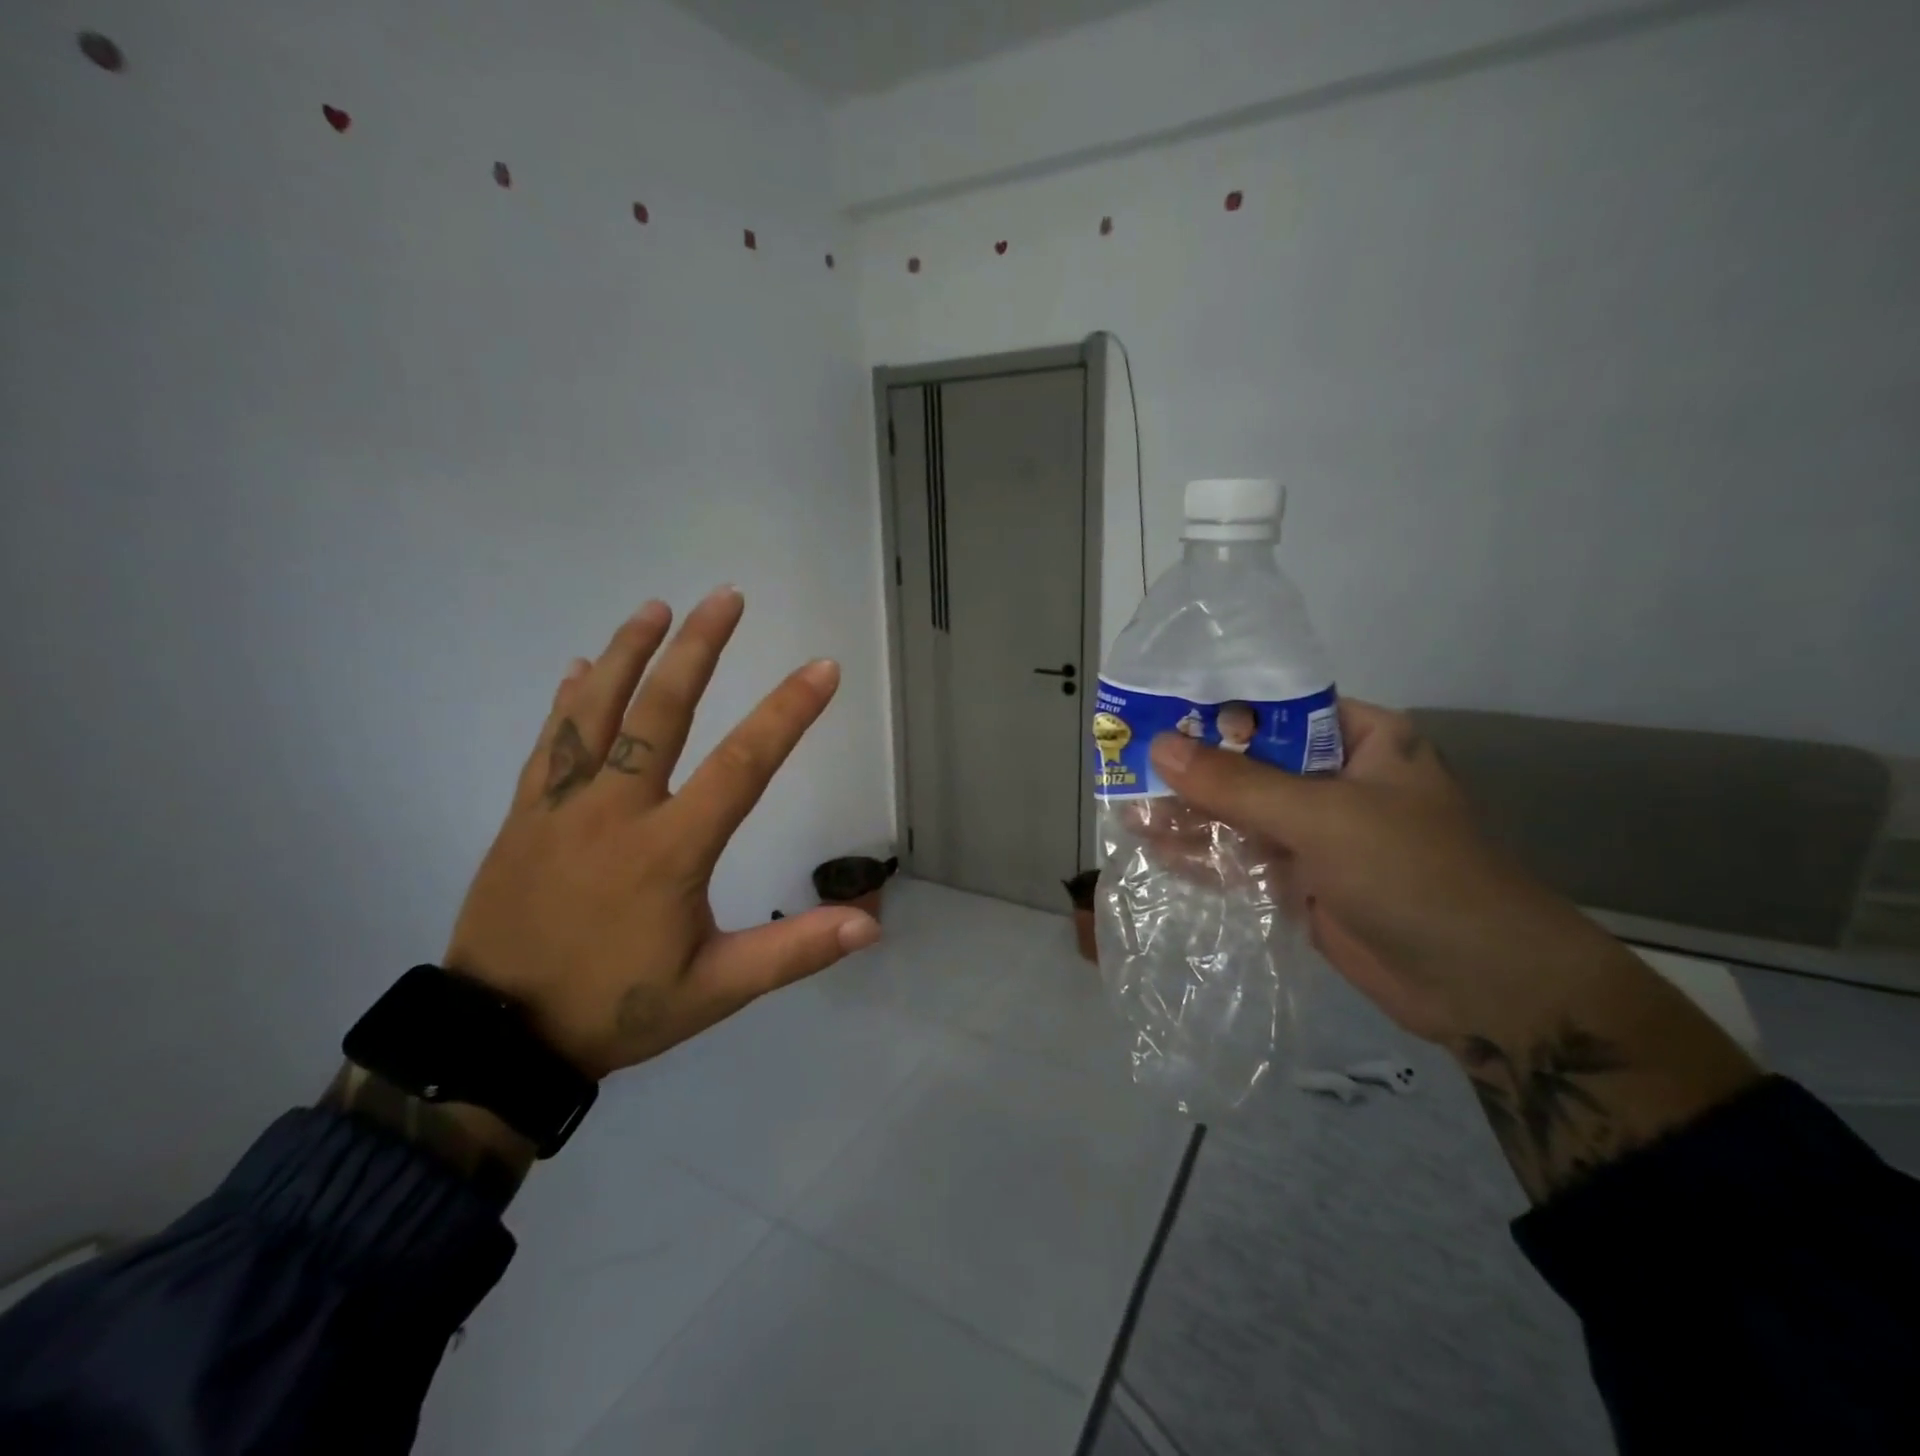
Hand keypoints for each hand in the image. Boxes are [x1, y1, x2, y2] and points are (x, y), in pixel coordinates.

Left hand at [445, 587, 880, 1079]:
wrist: (497, 1039)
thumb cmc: (616, 1008)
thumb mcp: (716, 989)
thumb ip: (794, 951)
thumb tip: (871, 925)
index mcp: (670, 850)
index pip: (742, 765)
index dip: (788, 712)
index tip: (822, 668)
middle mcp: (616, 811)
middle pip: (661, 712)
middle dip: (699, 649)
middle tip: (727, 597)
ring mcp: (561, 807)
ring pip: (596, 712)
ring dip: (629, 653)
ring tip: (656, 606)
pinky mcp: (523, 815)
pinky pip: (548, 742)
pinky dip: (568, 698)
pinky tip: (581, 664)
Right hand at [1149, 698, 1583, 1045]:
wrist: (1482, 987)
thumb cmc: (1414, 875)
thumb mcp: (1322, 818)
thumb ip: (1237, 784)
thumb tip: (1159, 747)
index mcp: (1361, 740)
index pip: (1275, 709)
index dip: (1214, 711)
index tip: (1155, 714)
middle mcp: (1338, 778)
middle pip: (1252, 762)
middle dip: (1193, 769)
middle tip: (1128, 768)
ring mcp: (1321, 833)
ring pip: (1243, 813)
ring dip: (1192, 815)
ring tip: (1131, 813)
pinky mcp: (1306, 879)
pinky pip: (1246, 857)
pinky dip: (1207, 855)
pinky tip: (1159, 851)